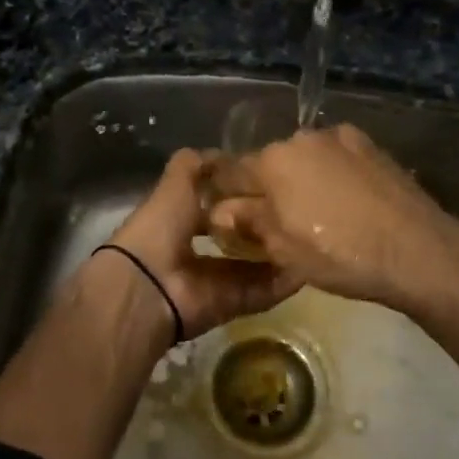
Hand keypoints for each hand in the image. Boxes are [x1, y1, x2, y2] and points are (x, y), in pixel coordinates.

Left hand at [104, 149, 297, 338]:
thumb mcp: (175, 185)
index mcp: (178, 220)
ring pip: (252, 267)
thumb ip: (194, 166)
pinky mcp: (229, 304)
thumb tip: (221, 154)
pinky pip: (261, 293)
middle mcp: (195, 250)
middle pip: (235, 237)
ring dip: (277, 255)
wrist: (148, 287)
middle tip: (296, 211)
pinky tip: (307, 267)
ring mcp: (213, 280)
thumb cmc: (159, 227)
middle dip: (261, 226)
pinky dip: (282, 284)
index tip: (268, 181)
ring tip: (309, 237)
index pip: (213, 205)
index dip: (236, 194)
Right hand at [204, 124, 458, 322]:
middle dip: (267, 186)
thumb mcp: (283, 249)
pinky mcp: (370, 144)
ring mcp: (339, 137)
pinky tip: (347, 201)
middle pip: (270, 161)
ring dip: (302, 178)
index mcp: (272, 161)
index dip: (224, 193)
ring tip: (319, 212)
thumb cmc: (340, 254)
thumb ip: (246, 222)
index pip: (231, 171)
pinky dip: (332, 174)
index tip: (226, 211)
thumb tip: (218, 210)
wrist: (418, 249)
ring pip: (305, 157)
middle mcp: (300, 137)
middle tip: (277, 220)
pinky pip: (335, 157)